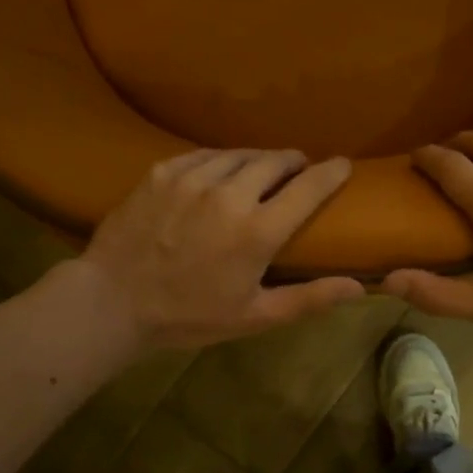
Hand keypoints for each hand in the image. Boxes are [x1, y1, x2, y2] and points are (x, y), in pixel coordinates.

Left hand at [82, 148, 362, 350]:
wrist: (111, 301)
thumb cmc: (188, 316)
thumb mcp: (253, 317)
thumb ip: (308, 299)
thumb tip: (360, 288)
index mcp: (257, 231)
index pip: (309, 187)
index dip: (331, 172)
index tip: (342, 164)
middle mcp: (229, 194)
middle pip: (275, 161)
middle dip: (294, 162)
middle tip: (299, 170)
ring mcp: (192, 178)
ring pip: (239, 154)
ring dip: (258, 159)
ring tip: (262, 169)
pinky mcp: (162, 171)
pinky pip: (203, 155)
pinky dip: (221, 161)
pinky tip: (220, 171)